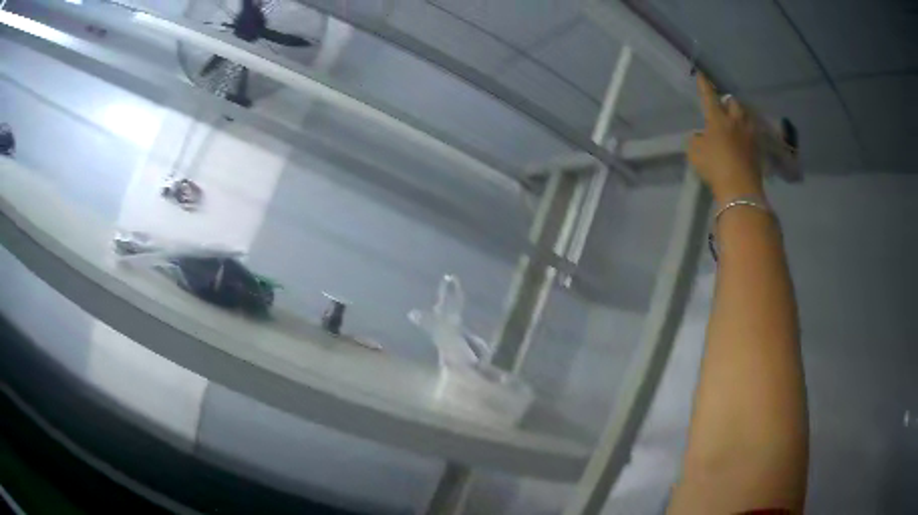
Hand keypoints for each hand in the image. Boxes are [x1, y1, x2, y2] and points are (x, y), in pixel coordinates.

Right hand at [688, 75, 763, 201]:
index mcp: (717, 118)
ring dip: (741, 116)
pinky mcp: (758, 150)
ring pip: (746, 117)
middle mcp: (735, 121)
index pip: (709, 96)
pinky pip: (753, 134)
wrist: (740, 188)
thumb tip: (700, 136)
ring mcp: (749, 135)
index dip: (704, 86)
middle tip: (724, 105)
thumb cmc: (714, 165)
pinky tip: (745, 138)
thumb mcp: (695, 152)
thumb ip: (696, 139)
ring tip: (737, 120)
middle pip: (734, 103)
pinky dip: (748, 133)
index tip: (701, 76)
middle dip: (728, 102)